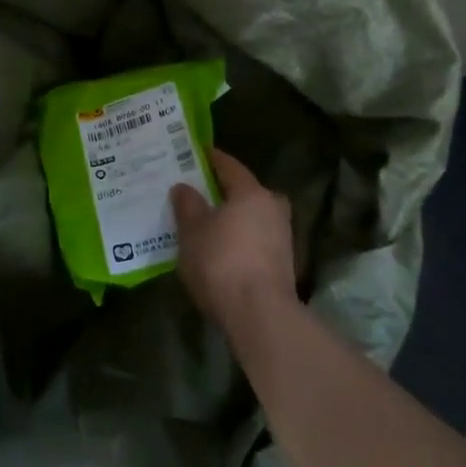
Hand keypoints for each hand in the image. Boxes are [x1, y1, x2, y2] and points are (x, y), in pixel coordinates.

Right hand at [172, 149, 297, 338]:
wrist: (259, 314)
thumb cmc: (221, 262)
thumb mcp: (192, 231)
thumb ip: (187, 205)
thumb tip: (184, 187)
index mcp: (252, 192)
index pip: (229, 166)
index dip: (211, 158)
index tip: (196, 152)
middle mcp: (272, 208)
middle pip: (245, 192)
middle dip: (223, 191)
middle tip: (198, 192)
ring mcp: (281, 237)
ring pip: (251, 217)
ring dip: (231, 217)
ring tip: (204, 222)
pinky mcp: (281, 263)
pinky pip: (254, 239)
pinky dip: (238, 238)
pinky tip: (219, 248)